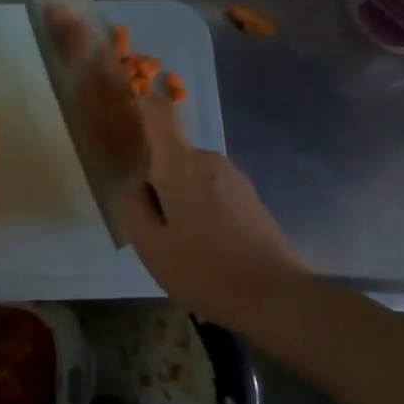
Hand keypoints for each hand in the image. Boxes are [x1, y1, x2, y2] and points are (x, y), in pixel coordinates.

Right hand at [112, 93, 303, 322]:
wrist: (276, 297)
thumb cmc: (204, 270)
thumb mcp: (150, 246)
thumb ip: (132, 207)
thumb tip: (134, 186)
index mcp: (180, 165)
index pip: (159, 113)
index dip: (141, 106)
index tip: (126, 121)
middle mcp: (210, 161)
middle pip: (172, 154)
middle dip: (156, 180)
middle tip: (152, 227)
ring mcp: (235, 179)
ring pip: (192, 176)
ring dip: (179, 199)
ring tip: (181, 246)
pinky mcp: (251, 198)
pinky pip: (212, 191)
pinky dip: (201, 210)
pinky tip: (207, 250)